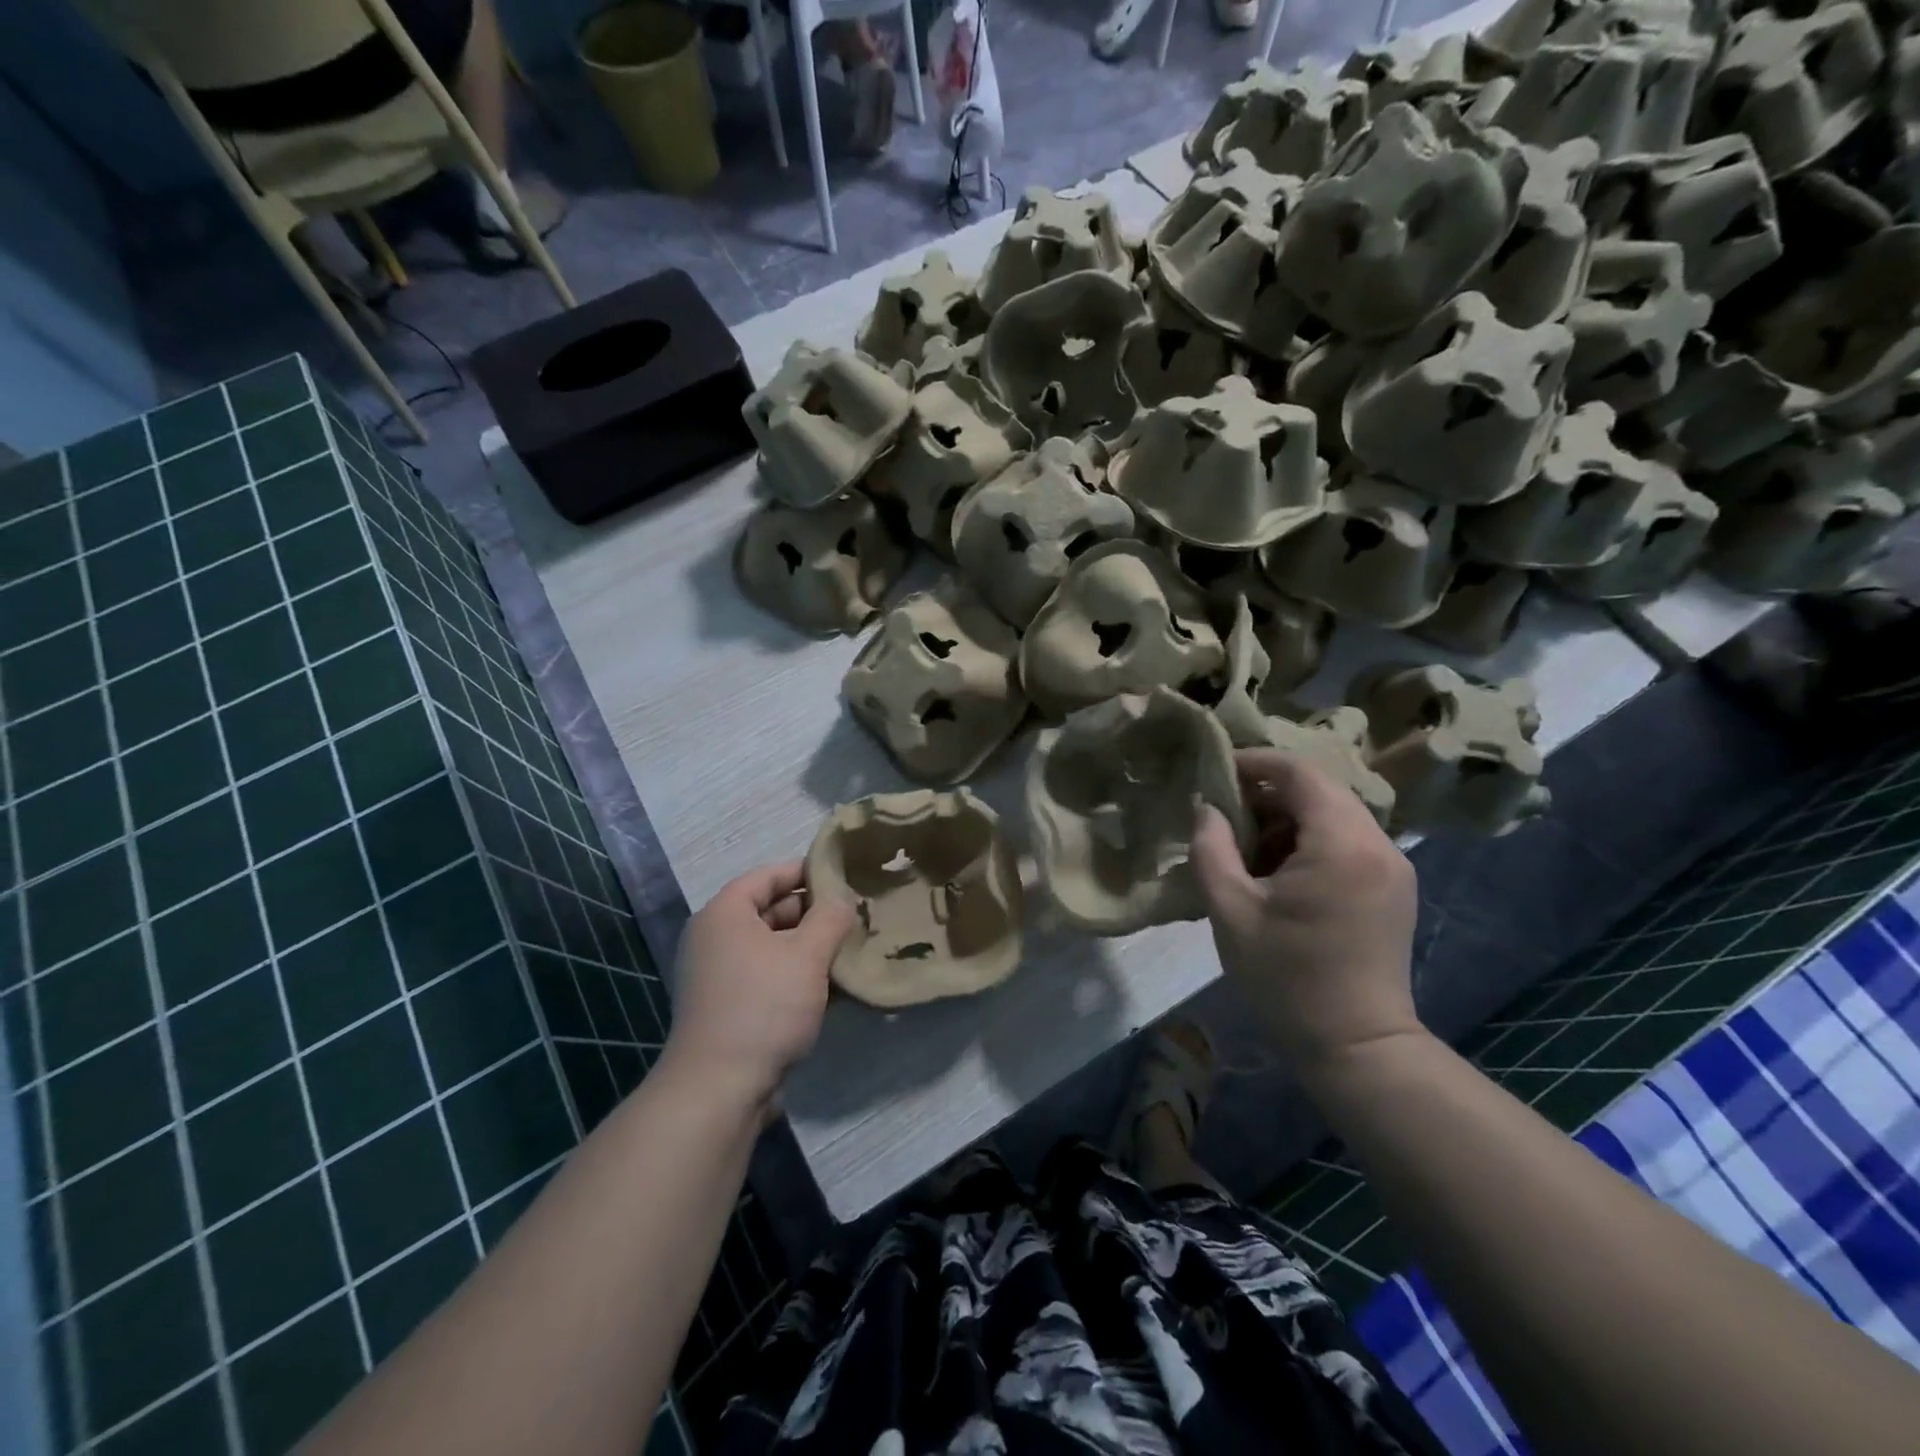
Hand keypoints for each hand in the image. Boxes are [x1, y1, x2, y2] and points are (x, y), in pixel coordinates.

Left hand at [662, 861, 857, 1113]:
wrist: (719, 1089)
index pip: (767, 876)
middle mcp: (715, 939)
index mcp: (724, 914)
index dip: (805, 871)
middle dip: (813, 913)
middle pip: (770, 911)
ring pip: (773, 948)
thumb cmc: (763, 1006)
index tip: (842, 875)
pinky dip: (797, 976)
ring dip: (809, 948)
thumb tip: (842, 899)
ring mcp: (720, 977)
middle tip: (854, 914)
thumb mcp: (807, 955)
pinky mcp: (729, 1009)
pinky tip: (834, 986)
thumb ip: (830, 919)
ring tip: (851, 948)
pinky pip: (768, 978)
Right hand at [1190, 750, 1423, 1079]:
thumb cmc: (1286, 977)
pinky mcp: (1394, 888)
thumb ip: (1211, 848)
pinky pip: (1348, 842)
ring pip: (1334, 816)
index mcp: (1342, 843)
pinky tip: (1280, 875)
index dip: (1256, 762)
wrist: (1356, 1046)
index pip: (1300, 773)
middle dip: (1268, 794)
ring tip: (1247, 850)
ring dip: (1288, 820)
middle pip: (1320, 791)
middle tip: (1225, 815)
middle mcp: (1379, 844)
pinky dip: (1310, 842)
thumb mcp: (1229, 910)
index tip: (1217, 770)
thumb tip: (1210, 810)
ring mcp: (1393, 867)